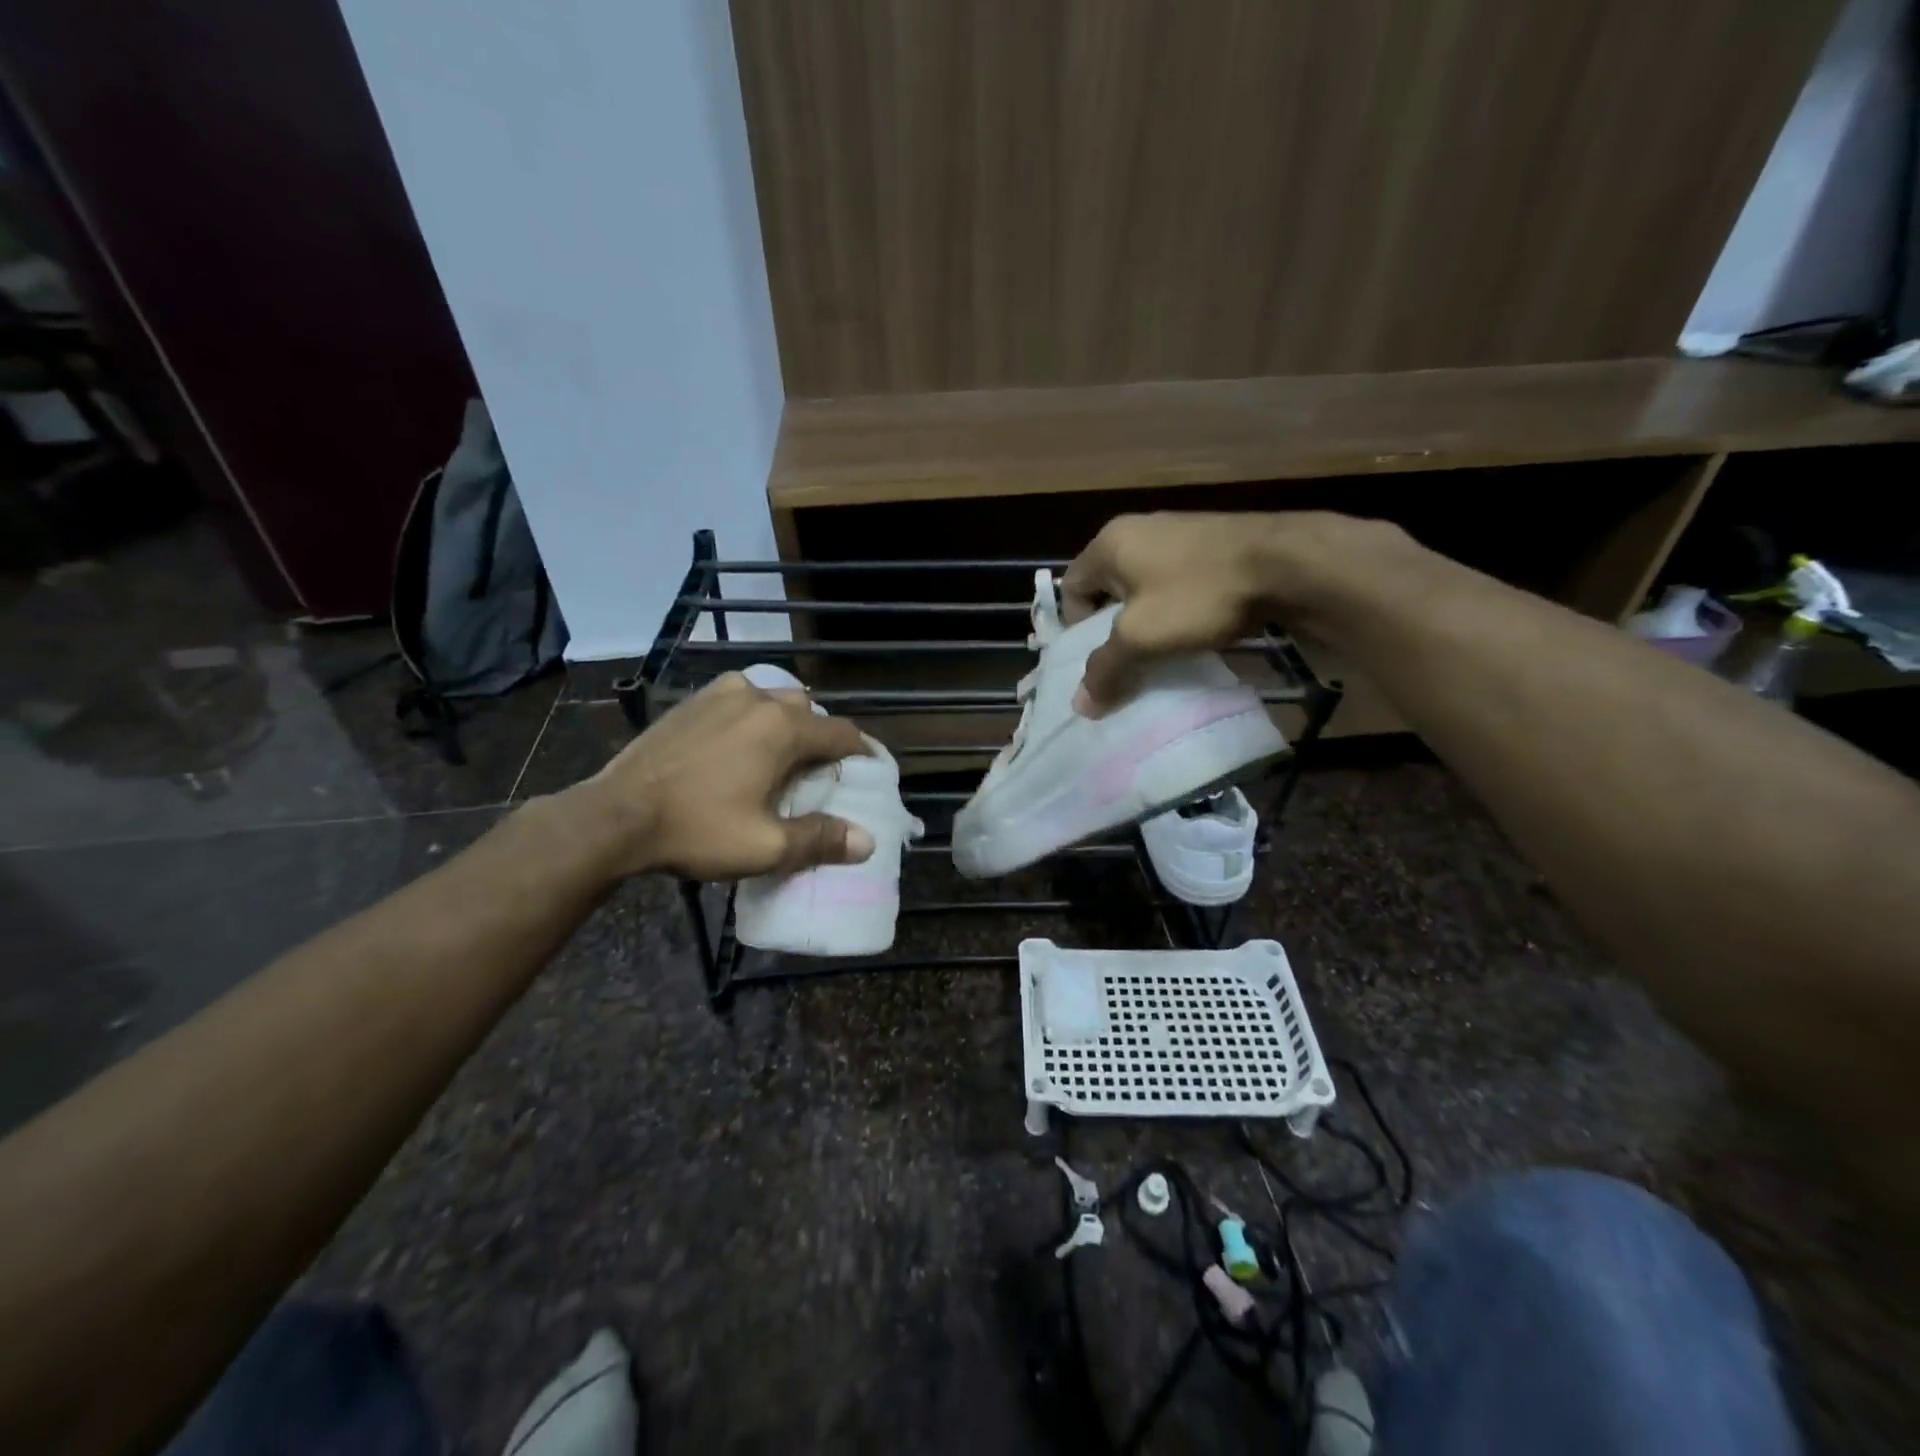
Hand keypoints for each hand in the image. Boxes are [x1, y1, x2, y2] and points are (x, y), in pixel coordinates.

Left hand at [569, 673, 874, 879]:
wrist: (616, 815)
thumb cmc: (697, 829)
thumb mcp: (765, 846)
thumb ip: (819, 839)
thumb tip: (865, 841)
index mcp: (783, 728)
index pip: (841, 733)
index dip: (861, 753)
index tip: (867, 773)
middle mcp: (759, 699)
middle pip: (809, 713)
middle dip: (820, 739)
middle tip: (818, 775)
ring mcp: (722, 694)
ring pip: (773, 699)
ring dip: (786, 723)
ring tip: (779, 756)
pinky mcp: (693, 701)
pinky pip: (739, 698)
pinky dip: (752, 715)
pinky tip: (739, 742)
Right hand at [1060, 511, 1407, 712]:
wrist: (1287, 563)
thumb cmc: (1197, 595)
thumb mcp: (1141, 638)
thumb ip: (1105, 669)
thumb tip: (1080, 705)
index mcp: (1109, 543)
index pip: (1070, 588)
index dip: (1076, 629)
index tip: (1100, 658)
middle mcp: (1138, 529)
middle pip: (1107, 588)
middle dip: (1113, 628)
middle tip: (1129, 661)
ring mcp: (1178, 531)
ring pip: (1144, 586)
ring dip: (1147, 620)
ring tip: (1164, 651)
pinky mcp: (1212, 542)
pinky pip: (1177, 581)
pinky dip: (1177, 608)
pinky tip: (1196, 630)